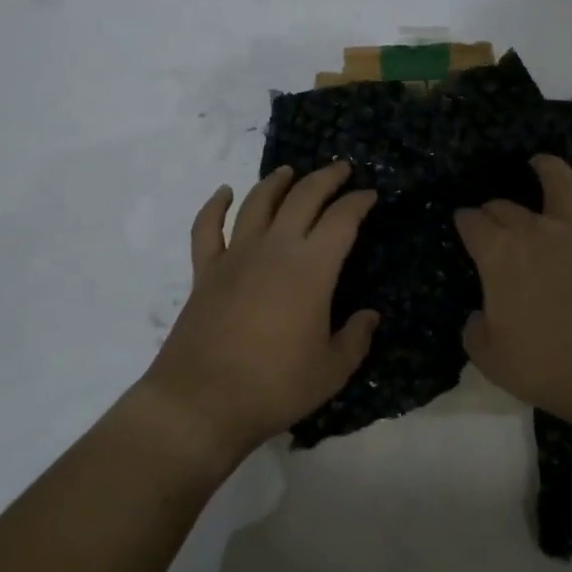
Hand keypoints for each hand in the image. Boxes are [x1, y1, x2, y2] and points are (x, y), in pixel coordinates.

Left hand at [137, 162, 377, 467]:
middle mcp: (274, 248)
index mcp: (311, 268)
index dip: (359, 202)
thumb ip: (355, 338)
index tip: (370, 195)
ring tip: (289, 171)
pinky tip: (224, 193)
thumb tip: (369, 316)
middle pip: (302, 197)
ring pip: (257, 202)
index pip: (342, 220)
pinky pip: (207, 228)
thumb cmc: (274, 386)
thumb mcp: (331, 370)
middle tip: (340, 169)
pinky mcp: (205, 271)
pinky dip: (215, 206)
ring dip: (276, 182)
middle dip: (325, 178)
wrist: (202, 402)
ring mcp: (235, 256)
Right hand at [454, 156, 571, 426]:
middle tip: (493, 218)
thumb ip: (475, 330)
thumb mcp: (488, 357)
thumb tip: (479, 315)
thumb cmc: (546, 366)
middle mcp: (532, 230)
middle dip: (494, 208)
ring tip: (540, 163)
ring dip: (546, 167)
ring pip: (558, 181)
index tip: (464, 224)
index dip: (464, 221)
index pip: (472, 223)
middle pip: (506, 206)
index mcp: (496, 254)